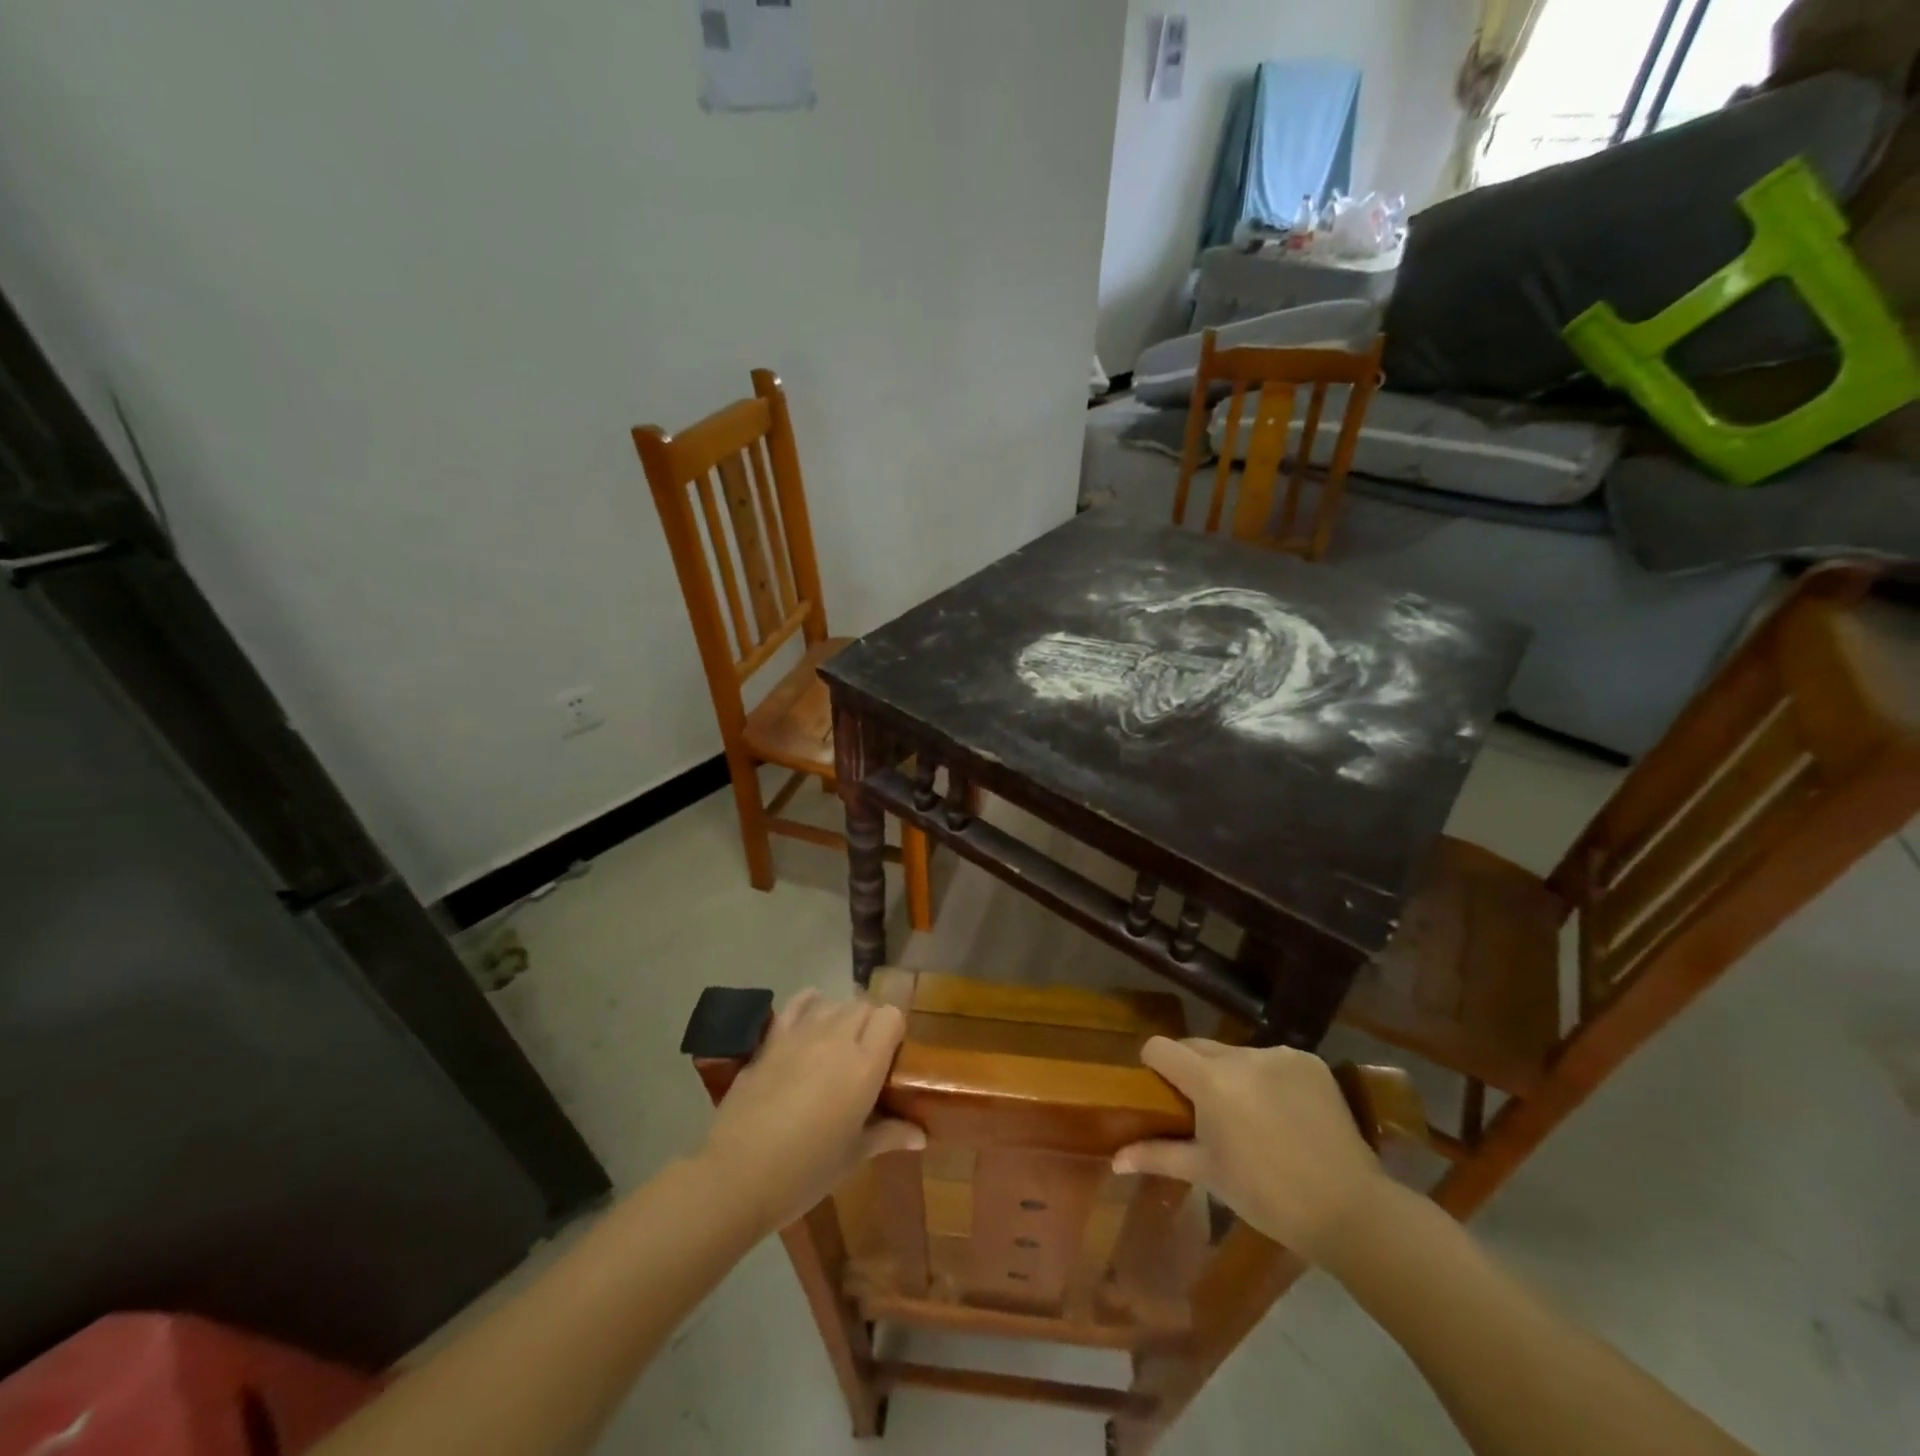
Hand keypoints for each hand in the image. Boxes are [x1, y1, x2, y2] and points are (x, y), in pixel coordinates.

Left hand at [699, 989, 925, 1235]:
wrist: (737, 1175)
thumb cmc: (804, 1172)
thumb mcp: (853, 1156)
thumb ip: (888, 1134)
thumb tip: (921, 1135)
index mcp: (864, 1065)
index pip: (891, 1016)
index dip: (894, 1031)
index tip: (891, 1056)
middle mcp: (837, 1038)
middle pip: (864, 1006)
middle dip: (870, 1024)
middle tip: (866, 1057)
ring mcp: (801, 1034)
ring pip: (833, 1002)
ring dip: (842, 1016)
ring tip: (838, 1044)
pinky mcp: (772, 1039)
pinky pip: (797, 1004)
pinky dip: (809, 1002)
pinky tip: (811, 1014)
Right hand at [1113, 1038, 1389, 1260]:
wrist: (1349, 1208)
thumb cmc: (1266, 1194)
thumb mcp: (1207, 1174)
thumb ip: (1157, 1156)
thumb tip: (1114, 1159)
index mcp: (1209, 1079)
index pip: (1161, 1047)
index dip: (1154, 1065)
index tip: (1160, 1092)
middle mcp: (1240, 1055)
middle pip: (1198, 1048)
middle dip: (1193, 1072)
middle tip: (1203, 1112)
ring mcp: (1278, 1054)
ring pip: (1237, 1055)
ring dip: (1232, 1076)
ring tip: (1250, 1117)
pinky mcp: (1310, 1061)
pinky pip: (1273, 1061)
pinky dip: (1269, 1079)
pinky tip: (1284, 1113)